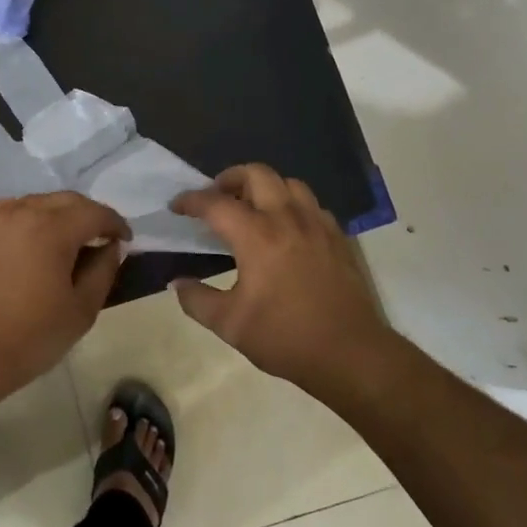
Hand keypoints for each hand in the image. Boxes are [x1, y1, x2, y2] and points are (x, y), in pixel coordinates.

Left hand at [0, 192, 129, 401]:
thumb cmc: (29, 336)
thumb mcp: (82, 310)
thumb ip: (103, 271)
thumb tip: (109, 247)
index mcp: (53, 228)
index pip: (96, 213)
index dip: (116, 224)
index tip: (125, 241)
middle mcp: (24, 211)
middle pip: (67, 200)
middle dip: (89, 215)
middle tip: (100, 239)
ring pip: (37, 202)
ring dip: (58, 214)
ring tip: (66, 240)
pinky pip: (8, 210)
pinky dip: (26, 216)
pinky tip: (28, 236)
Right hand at [170, 165, 389, 394]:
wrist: (349, 352)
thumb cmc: (285, 337)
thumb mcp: (229, 325)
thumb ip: (196, 300)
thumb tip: (178, 283)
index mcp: (257, 236)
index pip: (216, 203)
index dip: (191, 200)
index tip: (177, 206)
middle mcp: (287, 219)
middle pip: (257, 174)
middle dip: (230, 178)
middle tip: (217, 197)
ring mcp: (317, 224)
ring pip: (289, 183)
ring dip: (265, 187)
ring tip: (252, 208)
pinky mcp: (338, 237)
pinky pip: (311, 204)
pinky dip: (292, 205)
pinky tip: (286, 228)